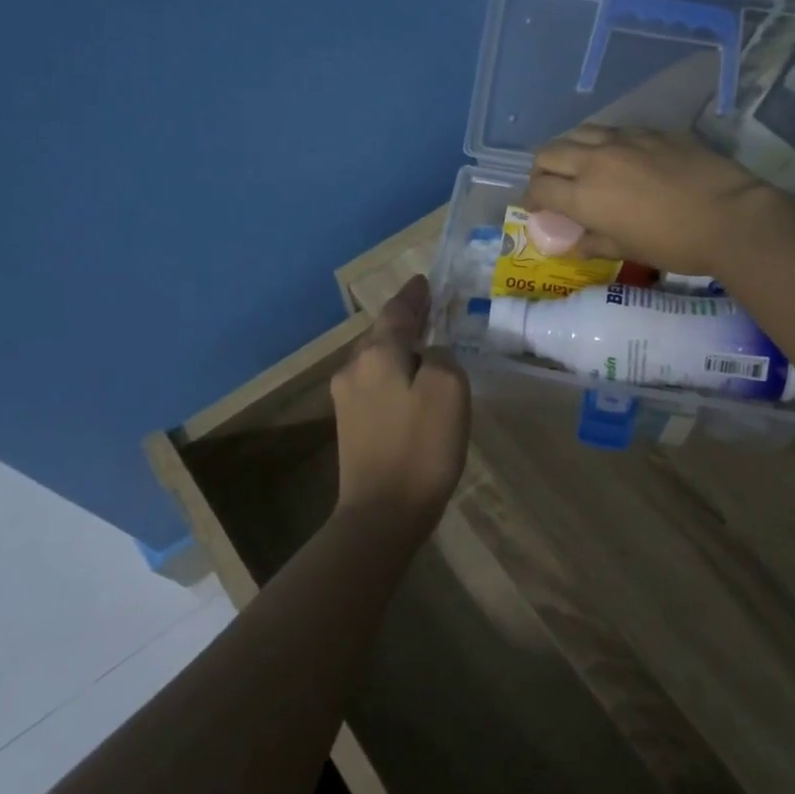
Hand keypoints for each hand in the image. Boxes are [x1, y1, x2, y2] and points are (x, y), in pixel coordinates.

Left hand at [329, 275, 469, 538]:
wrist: (382, 513)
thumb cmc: (420, 447)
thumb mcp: (447, 389)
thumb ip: (440, 357)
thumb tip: (429, 354)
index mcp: (376, 354)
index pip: (397, 311)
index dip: (414, 295)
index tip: (424, 281)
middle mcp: (353, 368)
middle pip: (381, 333)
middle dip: (405, 320)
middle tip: (431, 310)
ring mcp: (346, 398)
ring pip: (376, 359)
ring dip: (398, 347)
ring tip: (423, 344)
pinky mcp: (350, 425)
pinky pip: (374, 383)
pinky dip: (393, 373)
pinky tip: (408, 383)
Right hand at [521, 126, 784, 275]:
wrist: (730, 217)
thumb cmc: (675, 244)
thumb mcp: (628, 250)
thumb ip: (593, 243)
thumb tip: (572, 245)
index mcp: (584, 195)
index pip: (539, 189)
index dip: (531, 199)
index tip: (536, 208)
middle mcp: (596, 159)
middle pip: (549, 152)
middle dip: (542, 170)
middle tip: (552, 186)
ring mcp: (626, 139)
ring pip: (580, 132)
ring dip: (570, 149)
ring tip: (580, 165)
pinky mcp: (653, 131)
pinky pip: (615, 130)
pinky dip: (604, 143)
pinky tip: (619, 157)